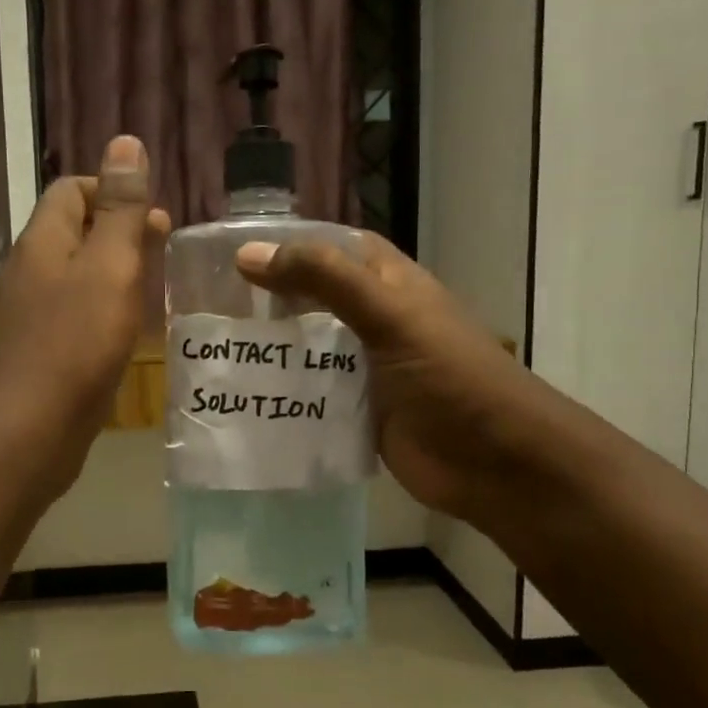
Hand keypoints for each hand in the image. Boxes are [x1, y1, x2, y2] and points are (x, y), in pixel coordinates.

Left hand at [0, 136, 169, 503]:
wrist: (29, 433)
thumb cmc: (76, 345)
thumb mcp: (110, 268)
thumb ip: (121, 209)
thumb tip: (125, 142)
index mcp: (42, 241)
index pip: (71, 189)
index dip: (112, 189)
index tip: (153, 218)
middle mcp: (28, 270)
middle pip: (73, 231)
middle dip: (119, 232)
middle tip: (162, 252)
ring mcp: (29, 314)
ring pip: (75, 275)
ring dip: (113, 272)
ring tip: (152, 290)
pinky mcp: (38, 351)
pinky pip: (73, 314)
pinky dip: (101, 310)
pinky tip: (125, 332)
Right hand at [234, 233, 524, 523]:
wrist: (496, 463)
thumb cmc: (449, 376)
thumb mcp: (389, 315)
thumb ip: (324, 279)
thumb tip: (249, 254)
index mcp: (390, 285)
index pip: (335, 248)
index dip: (292, 244)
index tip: (237, 253)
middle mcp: (377, 321)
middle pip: (315, 299)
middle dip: (271, 300)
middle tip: (211, 304)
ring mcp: (368, 369)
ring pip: (311, 350)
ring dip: (273, 350)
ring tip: (215, 349)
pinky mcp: (361, 413)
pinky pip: (314, 396)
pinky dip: (285, 395)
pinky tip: (244, 397)